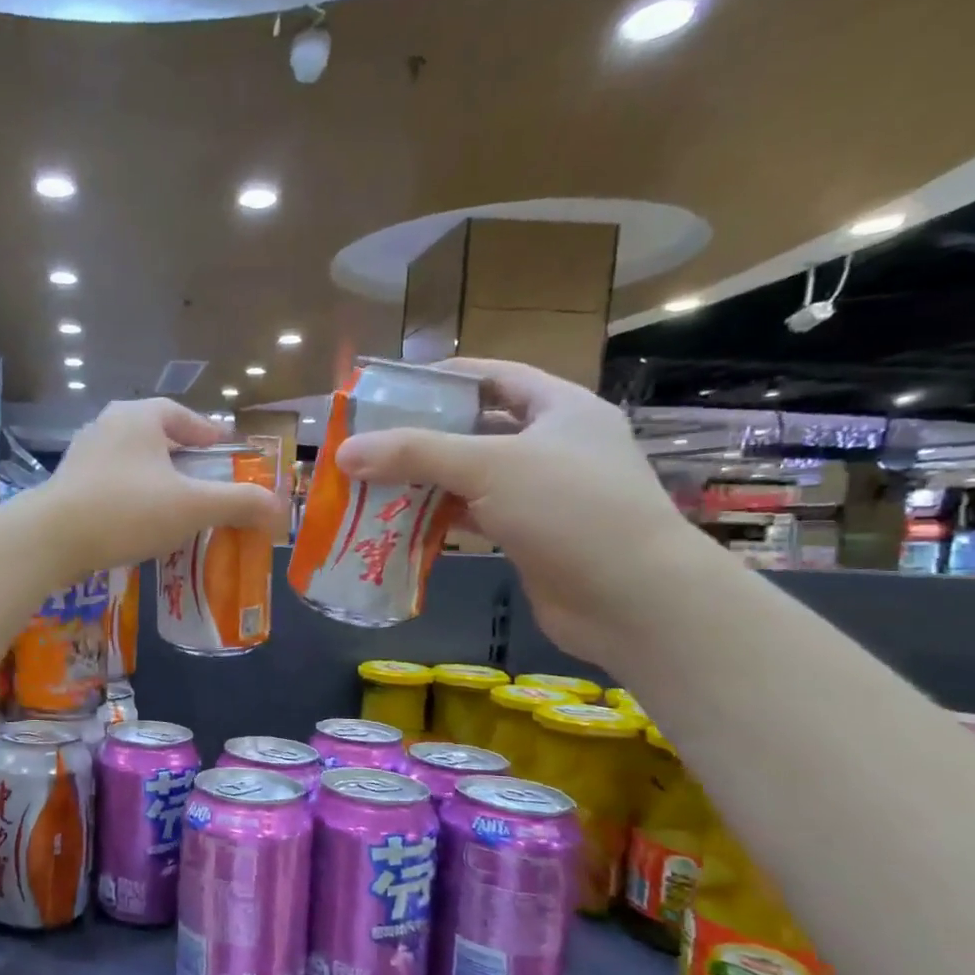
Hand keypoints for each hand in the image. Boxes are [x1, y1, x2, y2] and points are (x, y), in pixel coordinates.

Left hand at [37, 399, 286, 574]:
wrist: (50, 539)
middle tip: (201, 479)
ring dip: (152, 478)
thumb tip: (277, 508)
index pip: (180, 414)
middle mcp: (107, 426)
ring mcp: (81, 455)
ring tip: (172, 504)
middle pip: (153, 436)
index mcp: (138, 417)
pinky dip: (129, 497)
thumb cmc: (127, 511)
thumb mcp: (192, 507)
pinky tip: (137, 523)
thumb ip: (238, 503)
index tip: (221, 447)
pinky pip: (109, 484)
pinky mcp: (65, 485)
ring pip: (129, 461)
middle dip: (179, 456)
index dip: (205, 431)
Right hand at [335, 358, 720, 663]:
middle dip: (422, 436)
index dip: (443, 378)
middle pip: (475, 428)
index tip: (390, 390)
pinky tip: (399, 523)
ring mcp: (543, 494)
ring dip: (424, 481)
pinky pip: (473, 516)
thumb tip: (343, 452)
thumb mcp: (489, 466)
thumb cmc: (570, 510)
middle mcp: (553, 445)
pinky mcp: (529, 536)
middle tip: (368, 443)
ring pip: (471, 477)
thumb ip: (414, 454)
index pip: (494, 376)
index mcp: (560, 408)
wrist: (632, 599)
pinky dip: (438, 518)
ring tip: (370, 484)